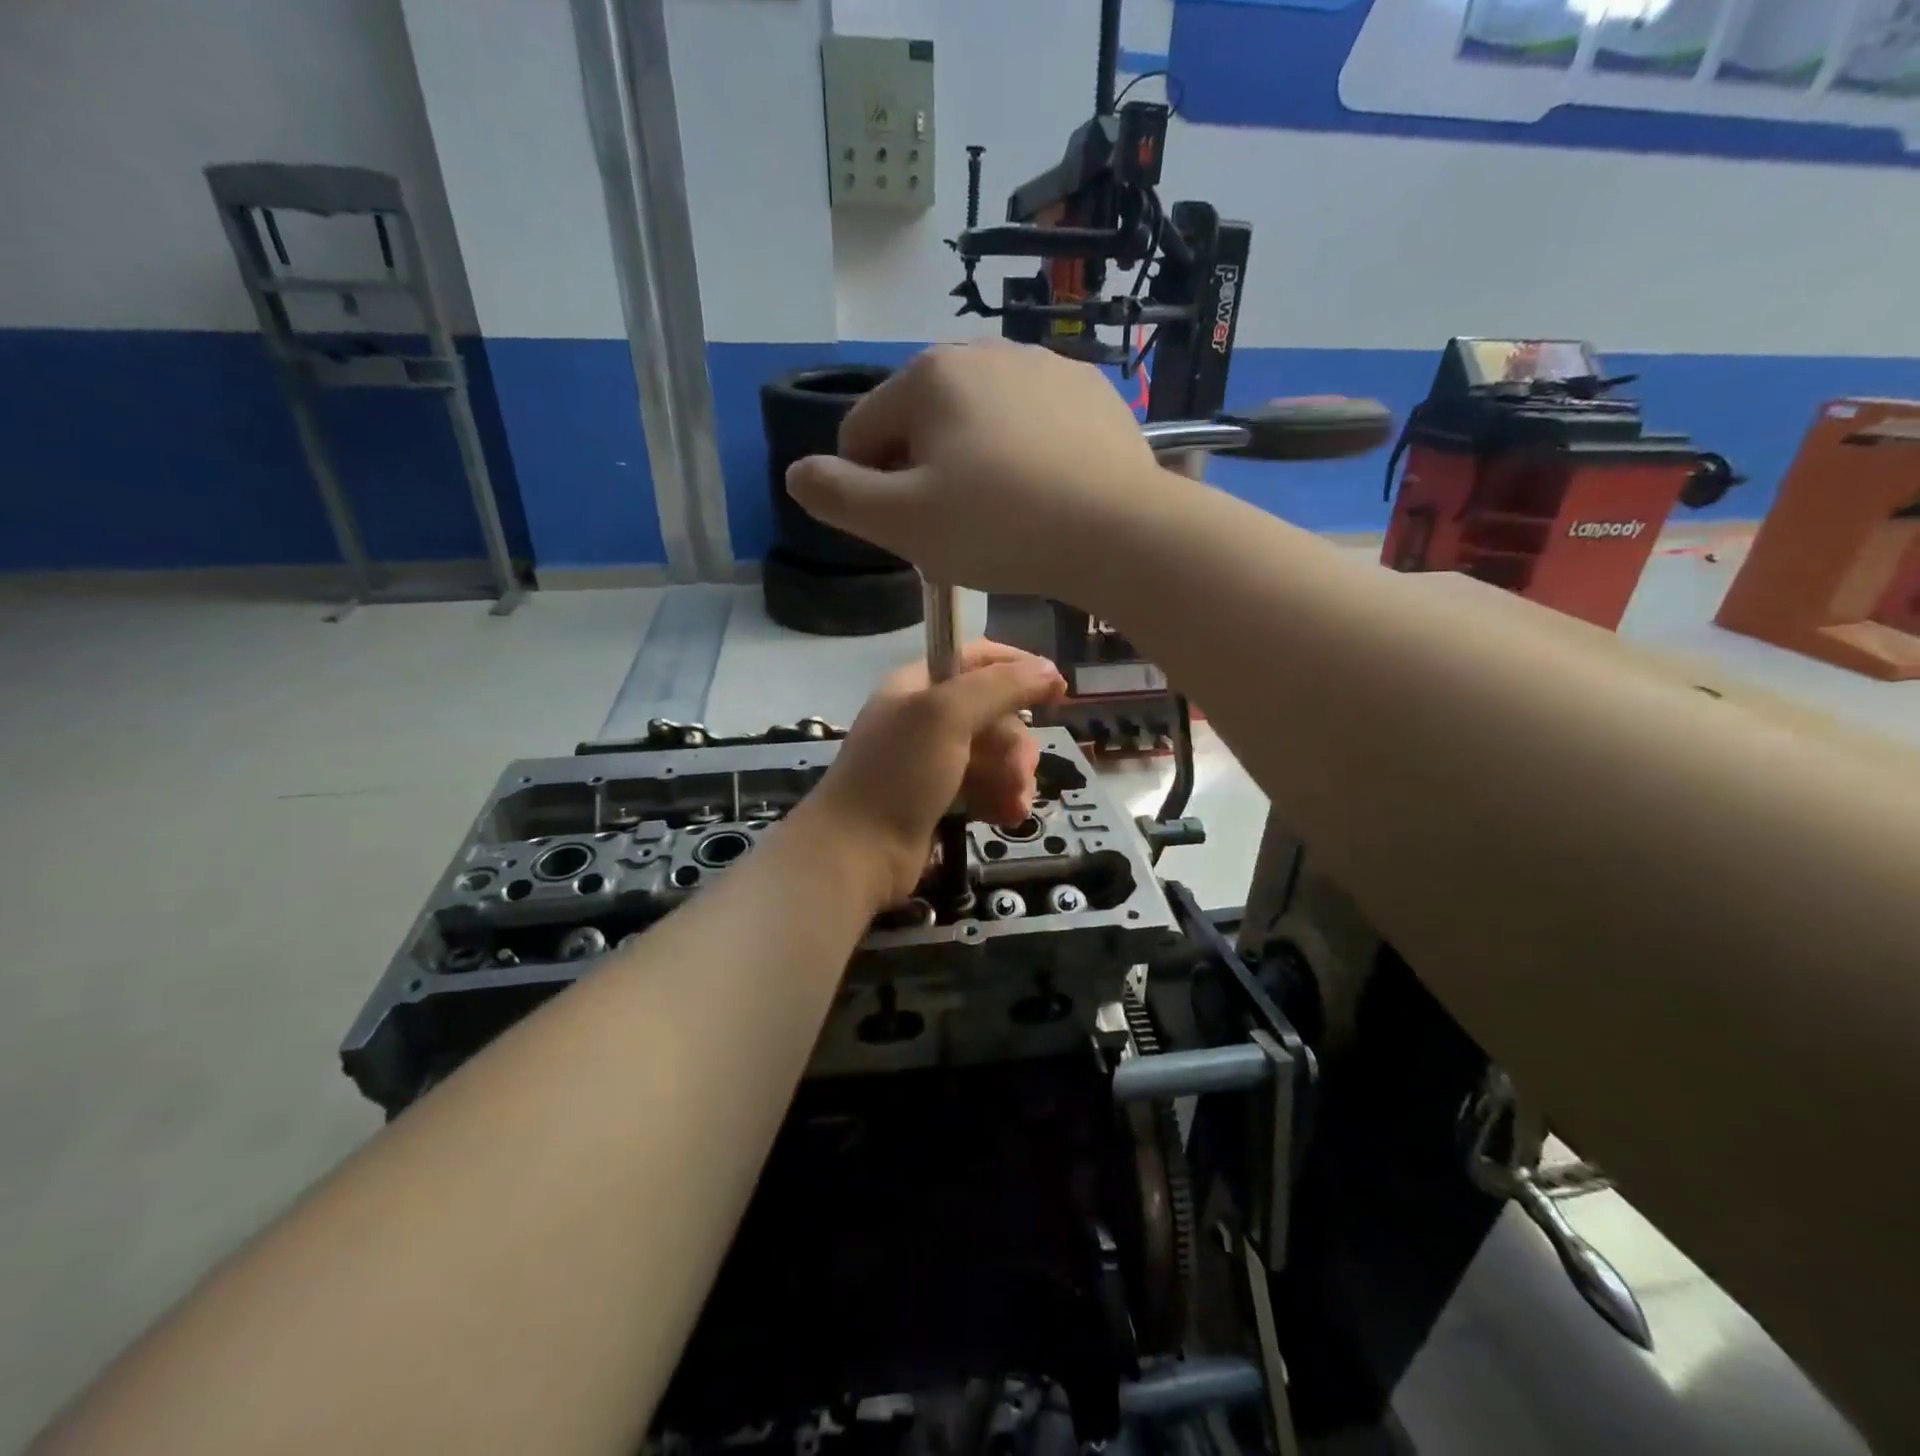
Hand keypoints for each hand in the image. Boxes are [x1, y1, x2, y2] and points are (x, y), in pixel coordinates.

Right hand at [784, 341, 1165, 596]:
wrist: (1120, 531)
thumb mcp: (901, 522)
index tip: (908, 529)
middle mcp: (983, 349)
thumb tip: (799, 473)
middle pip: (921, 421)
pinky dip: (1024, 454)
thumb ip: (836, 495)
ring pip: (978, 421)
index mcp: (928, 374)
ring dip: (973, 462)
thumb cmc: (999, 526)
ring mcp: (1044, 364)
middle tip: (957, 527)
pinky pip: (1031, 423)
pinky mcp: (1090, 391)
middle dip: (923, 472)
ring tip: (1004, 513)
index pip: (861, 432)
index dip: (870, 488)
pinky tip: (1045, 492)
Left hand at [796, 641, 1066, 906]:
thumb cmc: (899, 773)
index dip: (1018, 668)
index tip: (1058, 690)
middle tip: (1020, 771)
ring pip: (995, 754)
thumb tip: (1049, 669)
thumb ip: (1001, 686)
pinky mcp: (940, 799)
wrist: (856, 853)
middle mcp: (926, 718)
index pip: (977, 658)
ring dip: (1013, 777)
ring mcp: (932, 761)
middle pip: (994, 713)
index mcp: (919, 685)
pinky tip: (1006, 818)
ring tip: (1014, 804)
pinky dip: (1000, 799)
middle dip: (1015, 743)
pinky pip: (985, 787)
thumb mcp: (947, 715)